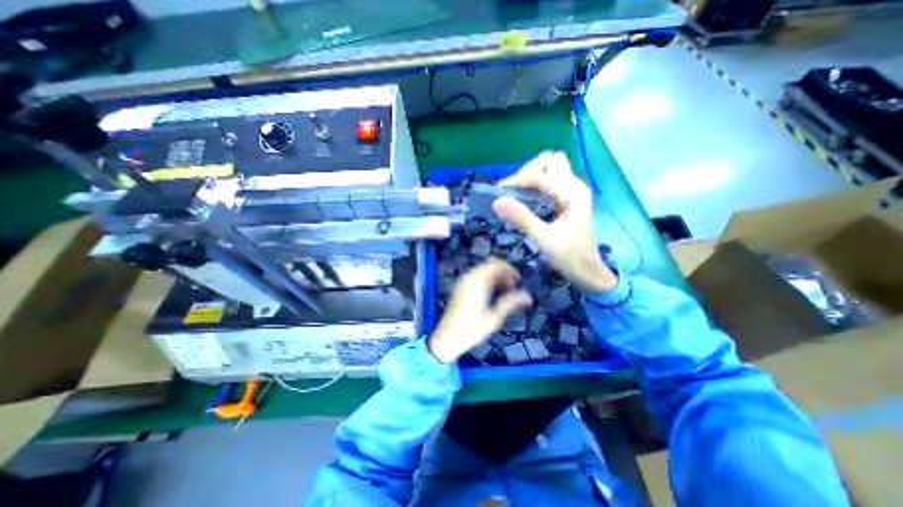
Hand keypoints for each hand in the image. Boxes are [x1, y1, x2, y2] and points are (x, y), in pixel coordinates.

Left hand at [427, 259, 530, 362]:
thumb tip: (528, 296)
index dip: (509, 269)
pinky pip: (476, 276)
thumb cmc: (471, 330)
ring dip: (496, 276)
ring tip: (505, 291)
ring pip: (483, 270)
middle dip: (503, 272)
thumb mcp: (494, 317)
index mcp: (478, 282)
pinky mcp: (460, 288)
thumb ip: (510, 302)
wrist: (447, 338)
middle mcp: (469, 278)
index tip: (518, 280)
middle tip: (513, 286)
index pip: (496, 264)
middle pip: (490, 265)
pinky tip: (493, 293)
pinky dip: (487, 280)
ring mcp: (463, 282)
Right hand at [490, 151, 617, 293]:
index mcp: (572, 193)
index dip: (518, 180)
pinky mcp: (568, 197)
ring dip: (533, 174)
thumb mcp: (544, 239)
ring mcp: (573, 190)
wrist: (587, 271)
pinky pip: (550, 178)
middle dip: (527, 171)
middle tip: (512, 191)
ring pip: (551, 167)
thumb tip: (497, 201)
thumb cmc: (568, 256)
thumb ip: (522, 218)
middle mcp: (575, 185)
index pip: (540, 175)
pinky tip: (526, 196)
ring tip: (518, 192)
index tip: (500, 192)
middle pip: (549, 161)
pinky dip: (536, 182)